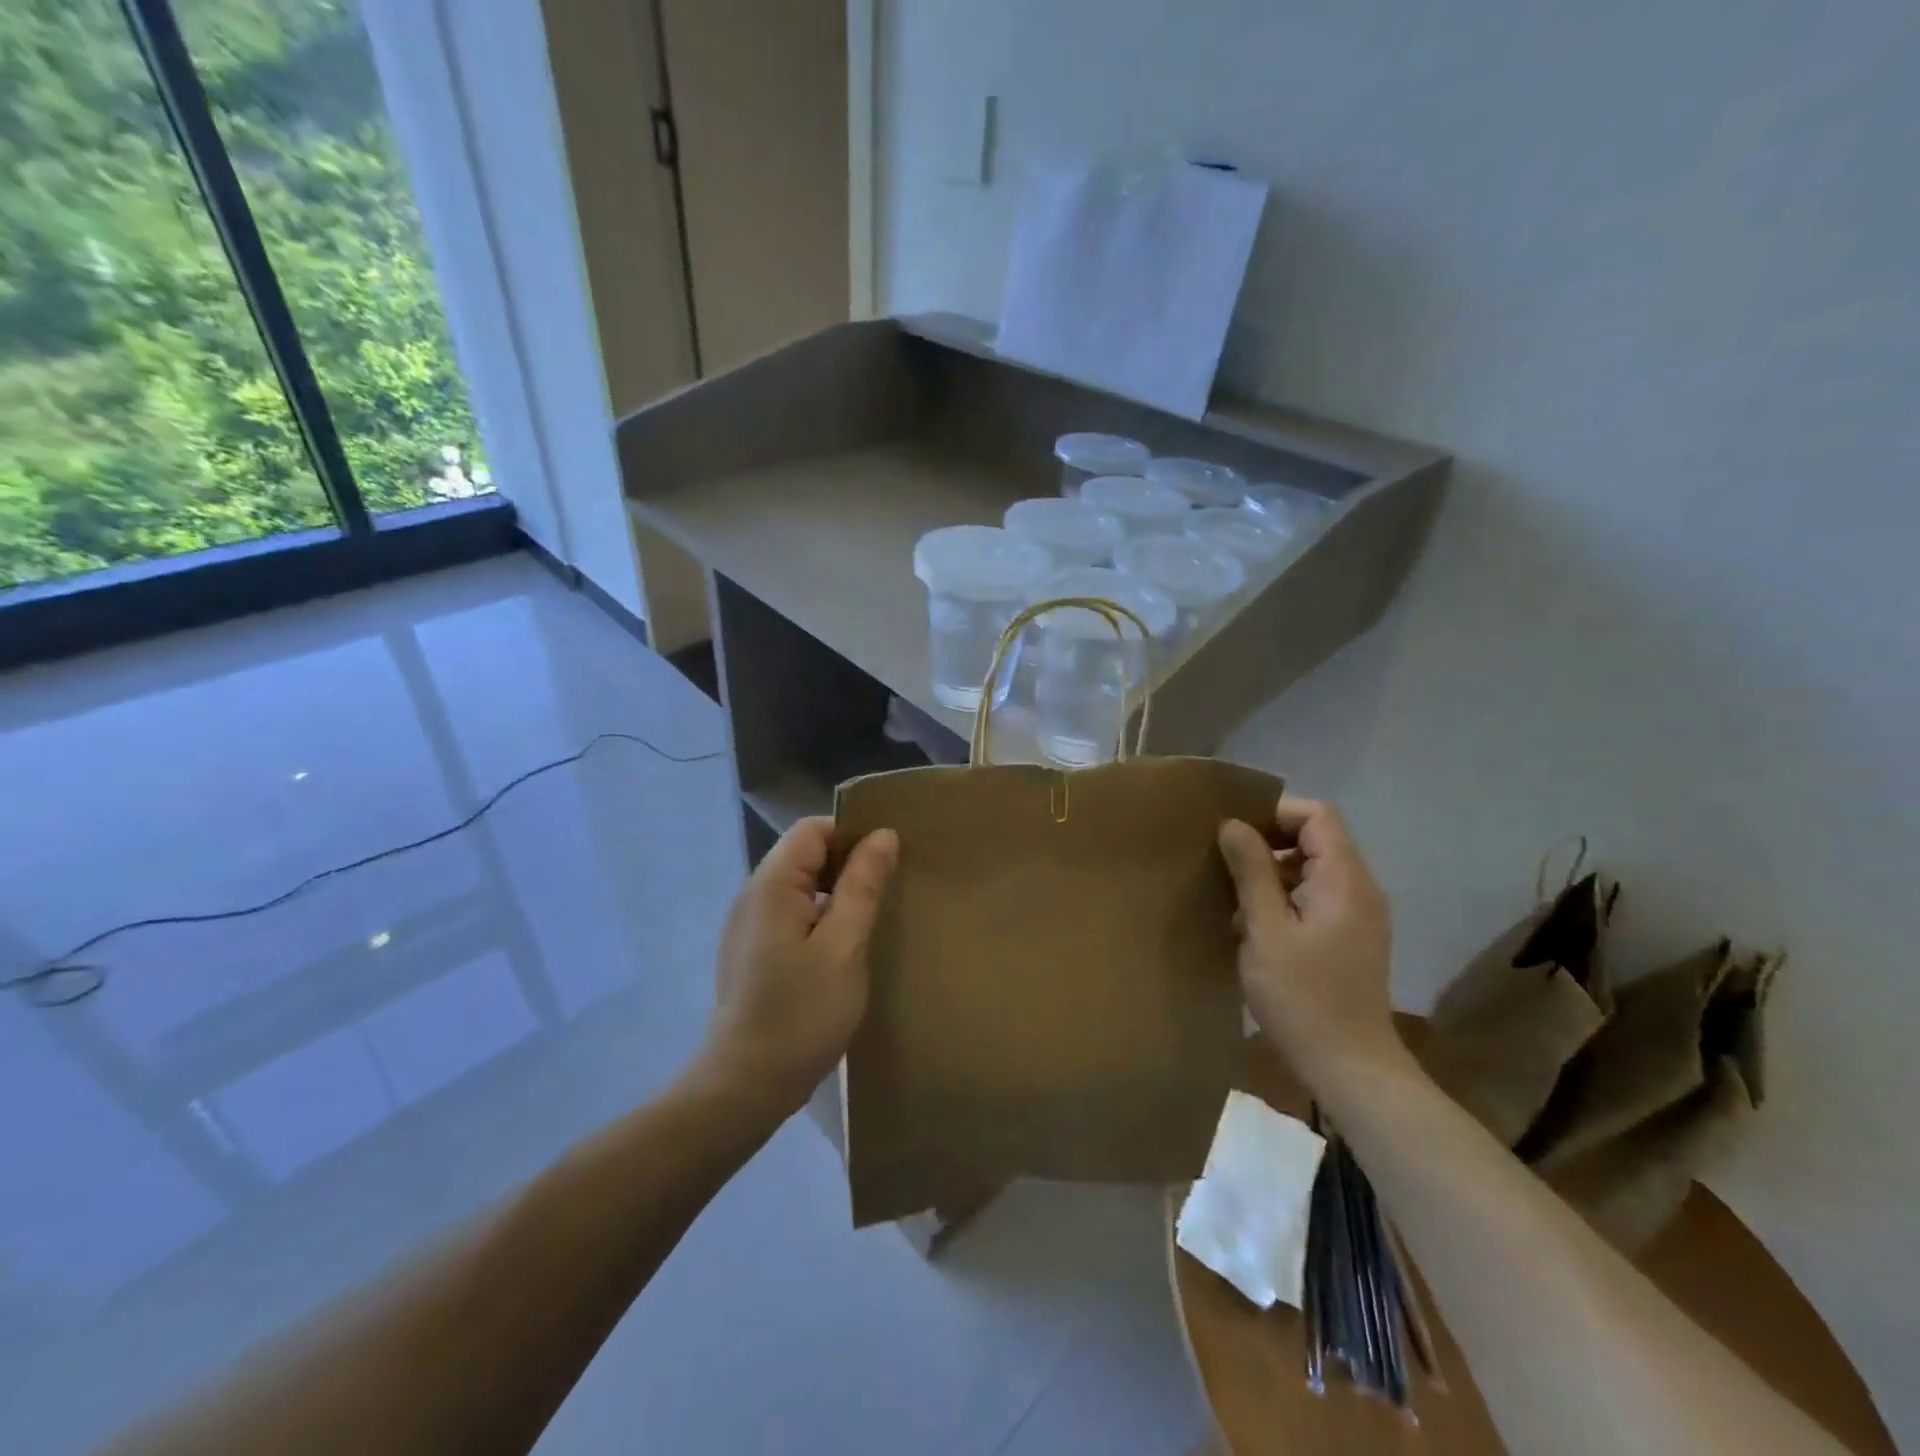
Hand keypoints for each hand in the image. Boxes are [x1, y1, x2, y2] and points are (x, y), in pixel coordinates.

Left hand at [698, 816, 898, 1114]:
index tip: (890, 859)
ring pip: (801, 886)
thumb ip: (863, 885)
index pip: (813, 829)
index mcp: (772, 884)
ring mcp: (749, 925)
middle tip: (891, 887)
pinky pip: (792, 913)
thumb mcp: (844, 945)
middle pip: (805, 854)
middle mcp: (753, 895)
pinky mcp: (753, 951)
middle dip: (849, 862)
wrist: (746, 1085)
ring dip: (838, 891)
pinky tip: (846, 944)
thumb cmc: (801, 1013)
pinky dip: (822, 915)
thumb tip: (883, 835)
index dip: (852, 834)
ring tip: (875, 914)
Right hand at [1218, 797, 1399, 1086]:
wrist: (1349, 1068)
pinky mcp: (1349, 939)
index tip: (1234, 835)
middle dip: (1266, 845)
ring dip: (1270, 876)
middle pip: (1314, 840)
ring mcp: (1357, 916)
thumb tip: (1232, 823)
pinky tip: (1252, 928)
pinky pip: (1313, 898)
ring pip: (1310, 870)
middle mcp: (1359, 889)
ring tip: (1232, 901)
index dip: (1274, 814)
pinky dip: (1282, 901)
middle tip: (1224, 867)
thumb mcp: (1265, 929)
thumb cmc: (1303, 996)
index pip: (1316, 815)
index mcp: (1345, 879)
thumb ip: (1251, 870)